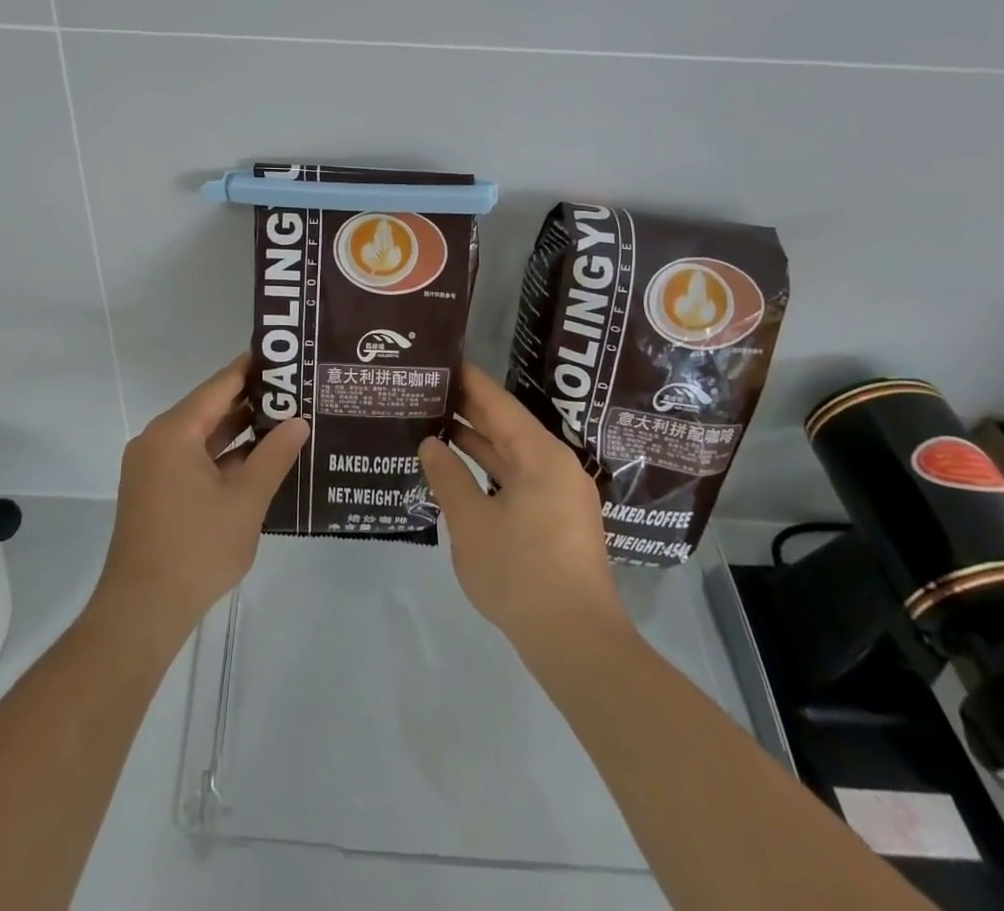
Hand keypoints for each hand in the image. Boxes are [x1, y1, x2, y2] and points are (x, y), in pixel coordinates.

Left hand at [91, 356, 308, 651]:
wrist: (142, 611)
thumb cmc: (197, 549)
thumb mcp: (246, 500)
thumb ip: (274, 456)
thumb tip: (299, 422)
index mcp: (174, 432)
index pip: (220, 385)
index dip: (253, 369)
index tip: (285, 358)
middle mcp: (157, 440)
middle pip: (209, 408)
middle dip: (252, 401)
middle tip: (296, 390)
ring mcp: (153, 467)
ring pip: (202, 436)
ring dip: (239, 431)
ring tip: (286, 420)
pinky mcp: (154, 491)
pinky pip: (192, 459)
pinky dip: (222, 457)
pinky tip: (258, 460)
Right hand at [418, 363, 626, 653]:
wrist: (576, 643)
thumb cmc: (521, 573)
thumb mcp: (471, 523)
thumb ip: (448, 477)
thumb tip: (432, 443)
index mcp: (541, 455)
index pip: (498, 403)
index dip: (468, 381)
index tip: (440, 361)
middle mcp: (556, 465)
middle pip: (507, 425)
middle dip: (468, 410)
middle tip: (427, 391)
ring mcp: (561, 494)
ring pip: (513, 454)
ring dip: (477, 442)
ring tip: (434, 424)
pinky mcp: (559, 519)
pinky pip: (519, 478)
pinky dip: (490, 470)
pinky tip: (460, 471)